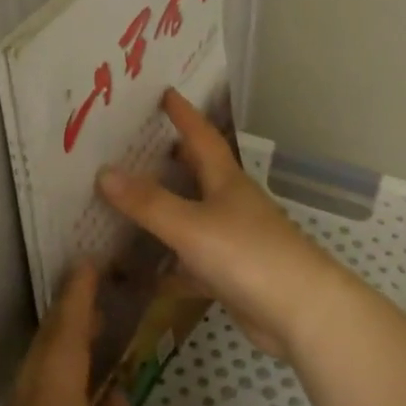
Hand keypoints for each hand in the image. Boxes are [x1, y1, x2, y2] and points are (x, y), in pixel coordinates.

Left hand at [0, 265, 151, 405]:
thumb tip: (110, 401)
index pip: (66, 342)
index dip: (77, 300)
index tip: (86, 264)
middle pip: (41, 356)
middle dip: (65, 318)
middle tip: (91, 290)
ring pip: (28, 384)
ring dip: (54, 352)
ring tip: (86, 338)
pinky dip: (46, 387)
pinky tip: (67, 402)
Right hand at [97, 88, 348, 362]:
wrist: (301, 314)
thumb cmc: (249, 256)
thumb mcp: (192, 226)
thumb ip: (148, 203)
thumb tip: (104, 171)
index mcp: (226, 182)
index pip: (202, 136)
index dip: (184, 114)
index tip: (166, 91)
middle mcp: (231, 205)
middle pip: (198, 174)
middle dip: (171, 158)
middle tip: (136, 146)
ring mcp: (234, 241)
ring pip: (193, 219)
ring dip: (167, 212)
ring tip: (129, 204)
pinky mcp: (232, 277)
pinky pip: (193, 264)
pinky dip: (171, 267)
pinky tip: (146, 276)